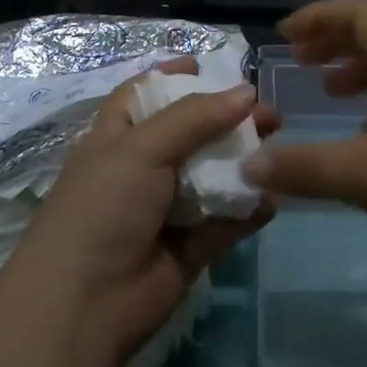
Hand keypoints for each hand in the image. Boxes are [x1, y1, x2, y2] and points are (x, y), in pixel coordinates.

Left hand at [11, 59, 276, 366]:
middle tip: (269, 112)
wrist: (85, 304)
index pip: (144, 96)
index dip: (172, 76)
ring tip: (280, 146)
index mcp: (116, 139)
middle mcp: (141, 170)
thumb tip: (246, 92)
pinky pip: (226, 221)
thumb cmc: (104, 207)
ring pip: (213, 177)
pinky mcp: (189, 249)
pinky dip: (249, 210)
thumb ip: (195, 117)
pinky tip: (273, 197)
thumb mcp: (141, 147)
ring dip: (245, 163)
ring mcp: (166, 211)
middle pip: (191, 134)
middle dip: (228, 120)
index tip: (207, 62)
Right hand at [240, 0, 366, 292]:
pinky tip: (365, 141)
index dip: (321, 16)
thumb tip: (249, 164)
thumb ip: (304, 167)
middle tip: (300, 60)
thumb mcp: (364, 174)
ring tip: (328, 93)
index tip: (285, 35)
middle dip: (334, 42)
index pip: (363, 14)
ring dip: (357, 73)